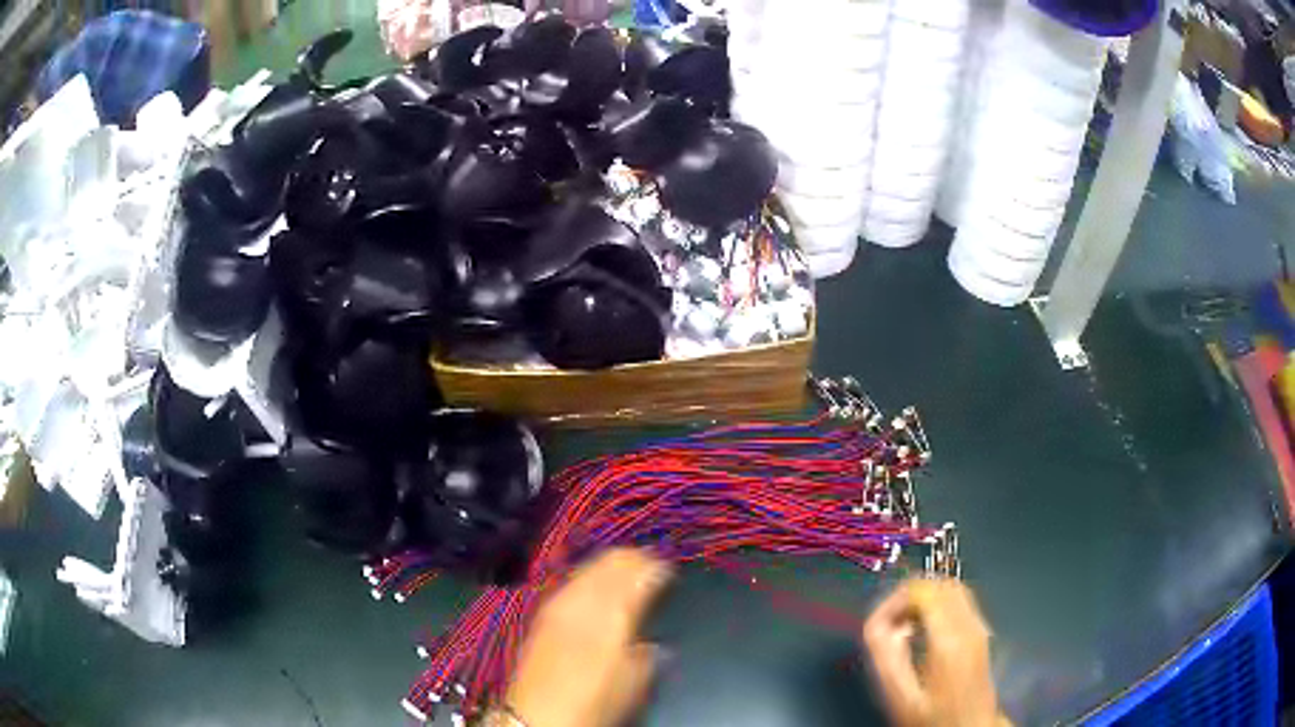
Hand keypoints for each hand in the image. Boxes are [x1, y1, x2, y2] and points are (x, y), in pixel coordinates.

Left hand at [504, 548, 673, 726]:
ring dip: (612, 565)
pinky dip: (591, 577)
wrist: (538, 715)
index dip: (659, 566)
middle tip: (653, 567)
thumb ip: (650, 652)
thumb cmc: (594, 700)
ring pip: (590, 565)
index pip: (639, 570)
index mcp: (612, 612)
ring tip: (628, 575)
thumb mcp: (635, 681)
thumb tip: (656, 641)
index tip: (672, 571)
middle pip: (612, 560)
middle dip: (636, 559)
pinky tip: (598, 590)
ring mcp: (559, 602)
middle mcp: (583, 598)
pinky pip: (573, 580)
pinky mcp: (544, 612)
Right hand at [862, 578, 1004, 726]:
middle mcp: (969, 625)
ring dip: (923, 598)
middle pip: (938, 583)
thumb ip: (885, 658)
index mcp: (948, 639)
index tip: (879, 625)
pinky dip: (937, 604)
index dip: (894, 601)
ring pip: (951, 587)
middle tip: (890, 625)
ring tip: (904, 627)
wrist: (970, 726)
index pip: (921, 590)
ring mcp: (979, 626)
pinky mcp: (981, 631)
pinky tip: (924, 631)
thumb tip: (876, 625)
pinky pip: (959, 600)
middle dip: (908, 596)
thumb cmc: (933, 716)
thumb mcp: (900, 695)